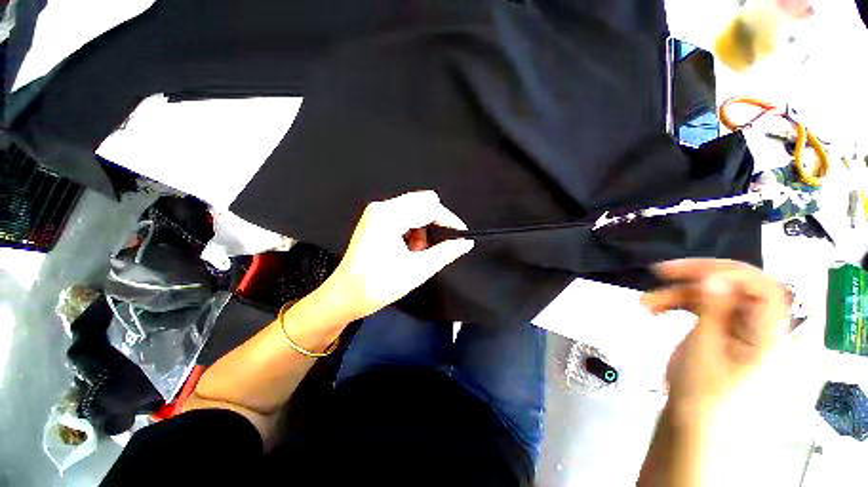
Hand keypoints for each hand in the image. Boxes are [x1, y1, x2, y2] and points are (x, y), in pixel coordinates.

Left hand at [316, 191, 473, 321]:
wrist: (344, 297)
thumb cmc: (378, 285)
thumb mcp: (417, 269)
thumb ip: (445, 252)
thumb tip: (466, 242)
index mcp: (389, 215)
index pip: (429, 206)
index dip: (449, 220)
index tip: (462, 236)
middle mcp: (382, 207)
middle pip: (422, 203)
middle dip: (435, 223)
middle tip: (436, 247)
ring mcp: (377, 213)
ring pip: (414, 209)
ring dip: (423, 228)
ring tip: (418, 252)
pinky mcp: (376, 220)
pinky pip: (404, 216)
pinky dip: (413, 230)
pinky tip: (410, 249)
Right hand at [641, 259, 788, 411]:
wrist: (695, 425)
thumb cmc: (702, 394)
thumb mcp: (705, 350)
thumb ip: (714, 310)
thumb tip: (714, 276)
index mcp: (772, 336)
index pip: (765, 288)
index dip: (730, 272)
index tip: (688, 271)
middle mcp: (765, 328)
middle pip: (740, 287)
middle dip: (697, 277)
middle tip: (660, 274)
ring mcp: (747, 330)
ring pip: (718, 296)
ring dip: (681, 294)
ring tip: (646, 302)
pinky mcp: (729, 333)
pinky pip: (709, 309)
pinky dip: (683, 305)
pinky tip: (658, 309)